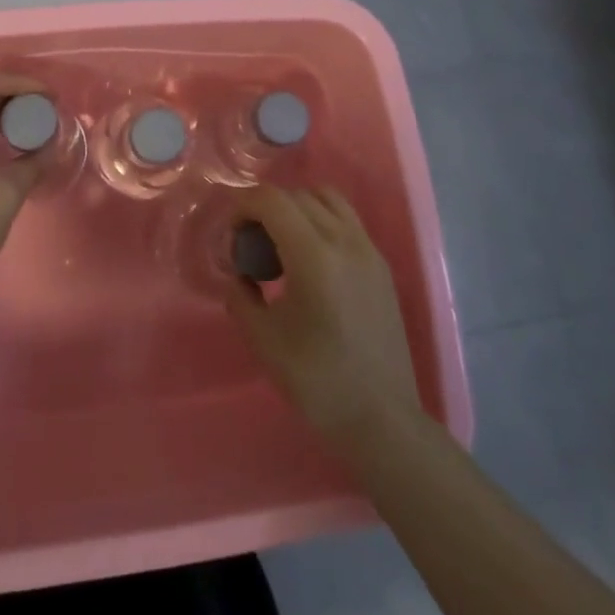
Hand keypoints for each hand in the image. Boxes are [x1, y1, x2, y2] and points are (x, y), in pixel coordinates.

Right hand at [224, 186, 421, 441]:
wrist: (382, 418)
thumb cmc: (318, 381)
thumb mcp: (263, 339)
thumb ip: (240, 295)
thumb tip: (237, 274)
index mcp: (314, 256)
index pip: (272, 200)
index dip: (243, 206)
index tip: (231, 234)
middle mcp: (345, 241)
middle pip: (297, 195)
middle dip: (266, 208)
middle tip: (251, 244)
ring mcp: (369, 250)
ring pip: (327, 199)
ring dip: (297, 207)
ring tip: (282, 244)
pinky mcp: (381, 265)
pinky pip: (346, 219)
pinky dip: (321, 220)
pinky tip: (309, 259)